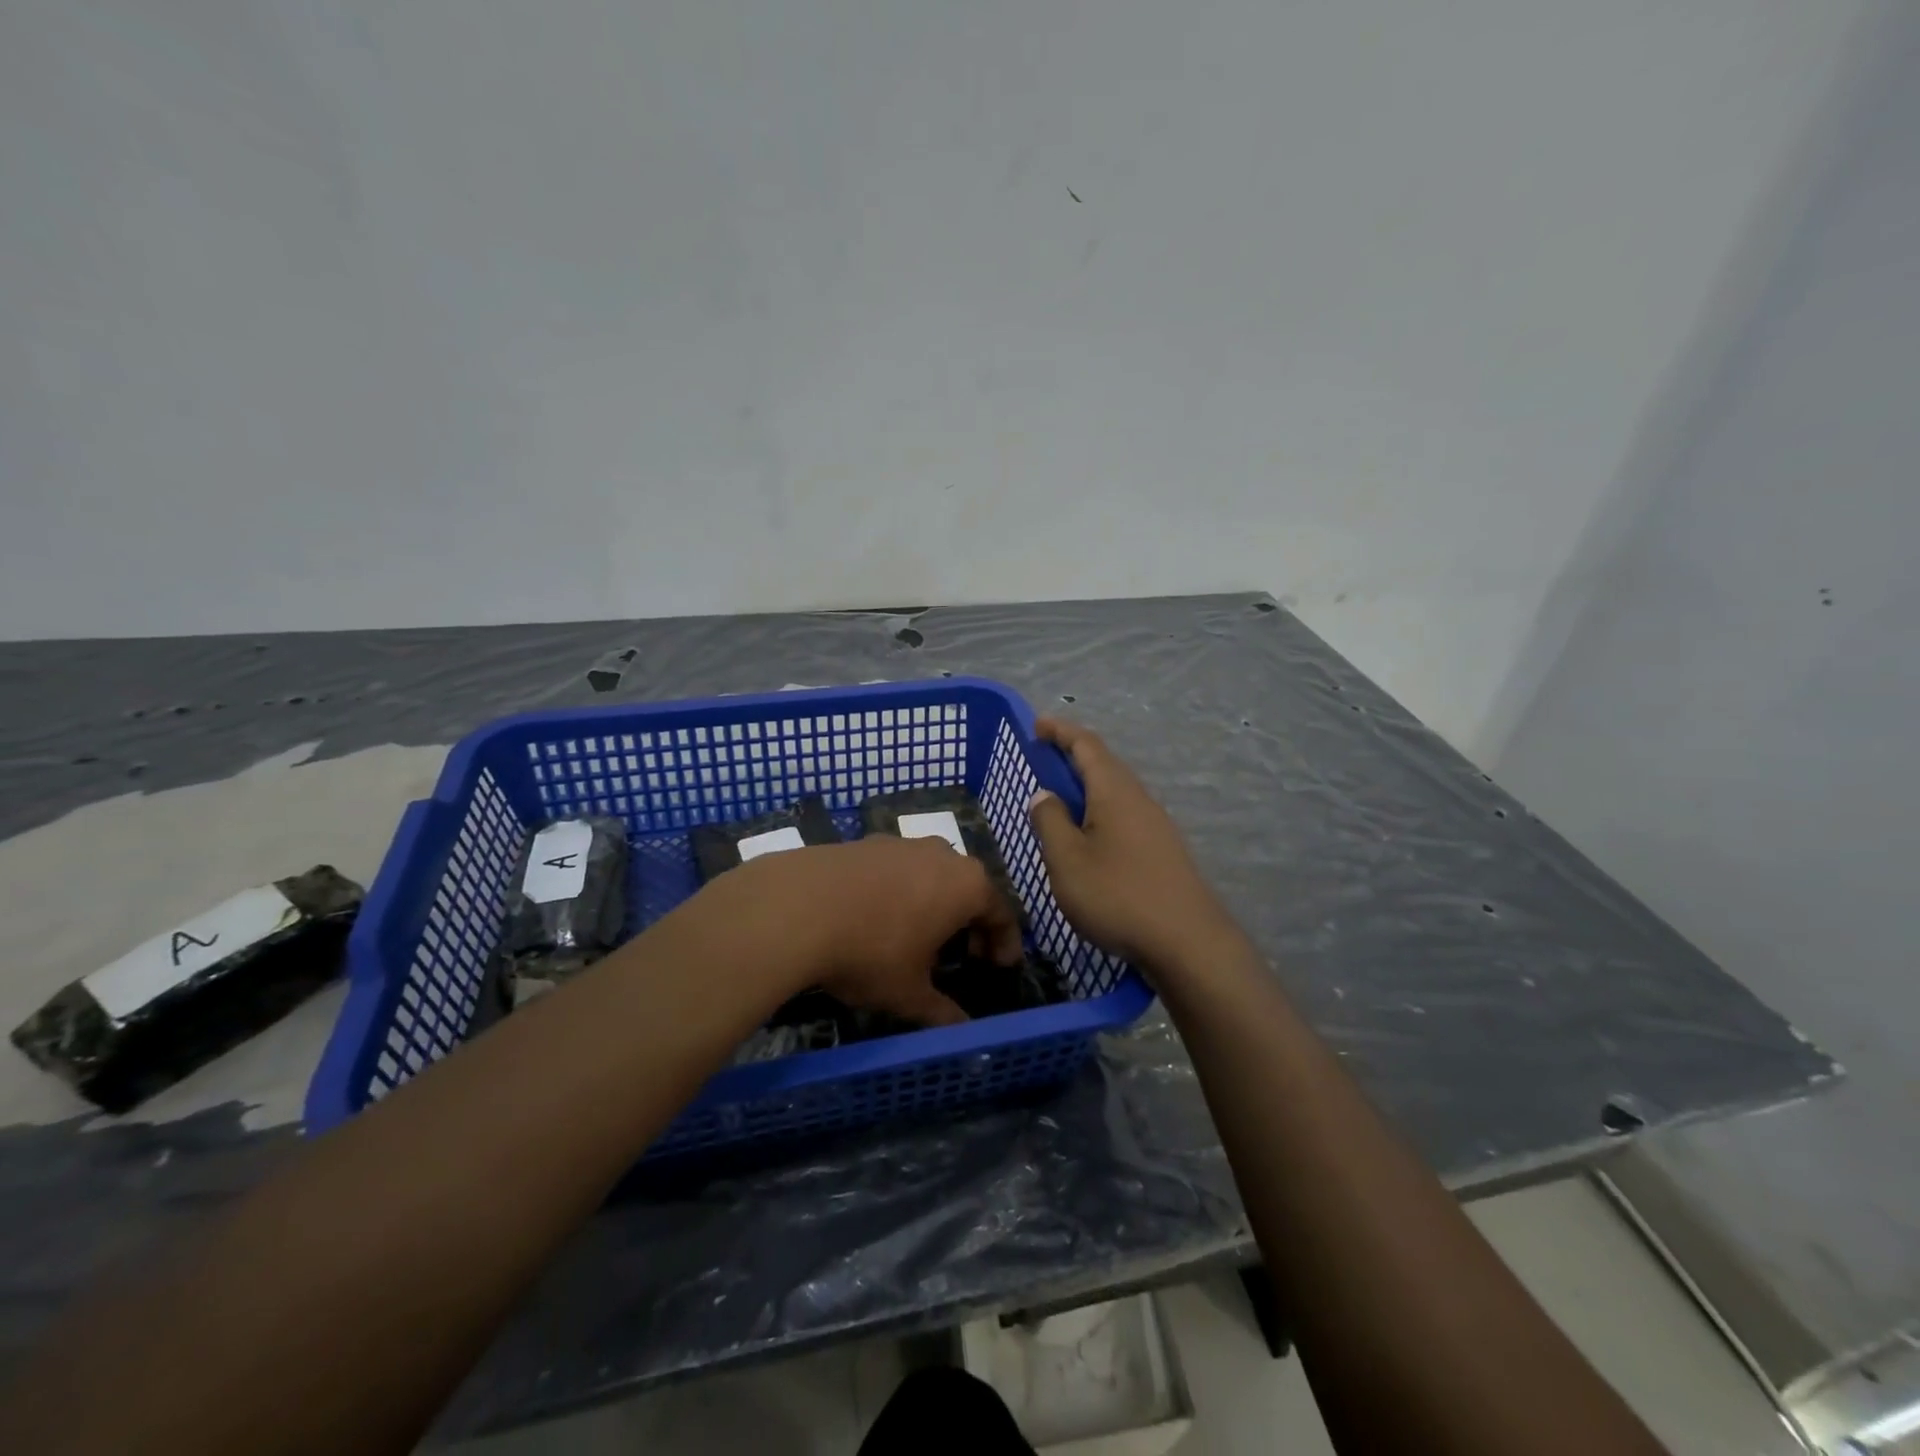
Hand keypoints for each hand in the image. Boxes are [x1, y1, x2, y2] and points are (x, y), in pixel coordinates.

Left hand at [724, 835, 1023, 1026]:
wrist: (795, 907)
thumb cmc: (870, 952)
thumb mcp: (909, 994)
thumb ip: (942, 1013)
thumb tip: (962, 1032)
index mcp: (967, 885)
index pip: (1001, 913)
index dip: (1004, 943)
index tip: (1000, 966)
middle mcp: (942, 854)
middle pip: (969, 889)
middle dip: (970, 923)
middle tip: (963, 956)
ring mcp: (902, 843)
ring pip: (933, 875)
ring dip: (935, 904)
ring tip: (919, 938)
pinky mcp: (867, 842)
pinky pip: (899, 869)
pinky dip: (903, 892)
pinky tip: (879, 918)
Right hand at [1027, 717, 1230, 973]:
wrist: (1188, 943)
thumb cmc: (1118, 895)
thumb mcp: (1067, 860)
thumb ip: (1050, 822)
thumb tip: (1045, 794)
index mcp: (1114, 792)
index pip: (1086, 745)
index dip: (1060, 731)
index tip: (1036, 724)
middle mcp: (1139, 799)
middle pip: (1105, 764)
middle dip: (1073, 755)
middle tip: (1043, 759)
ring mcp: (1156, 825)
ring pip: (1116, 791)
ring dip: (1087, 785)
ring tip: (1061, 798)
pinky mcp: (1163, 851)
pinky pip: (1124, 814)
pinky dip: (1100, 810)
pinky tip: (1090, 835)